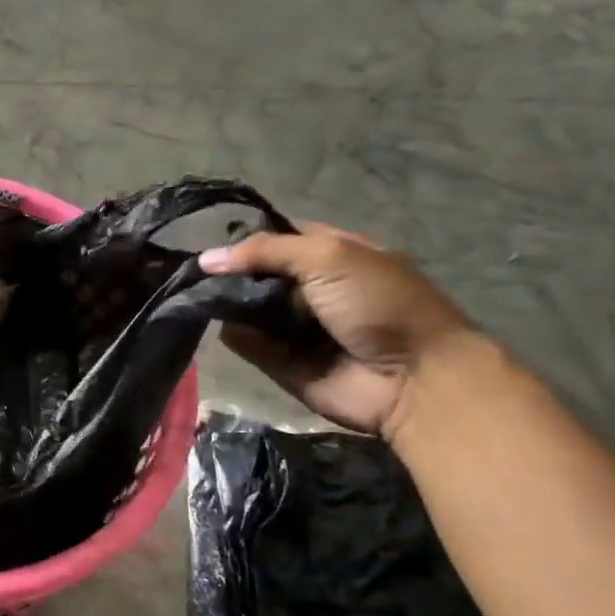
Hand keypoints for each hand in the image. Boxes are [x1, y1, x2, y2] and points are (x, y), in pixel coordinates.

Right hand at [198, 225, 478, 437]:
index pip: (279, 237)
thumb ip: (265, 251)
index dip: (247, 238)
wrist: (413, 378)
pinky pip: (247, 343)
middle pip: (256, 273)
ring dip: (227, 303)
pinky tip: (229, 327)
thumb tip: (206, 259)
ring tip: (206, 299)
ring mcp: (295, 326)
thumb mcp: (328, 257)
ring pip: (246, 307)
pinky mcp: (282, 361)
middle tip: (201, 275)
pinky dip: (236, 335)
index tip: (214, 242)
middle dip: (231, 273)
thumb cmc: (379, 304)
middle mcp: (311, 288)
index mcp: (332, 254)